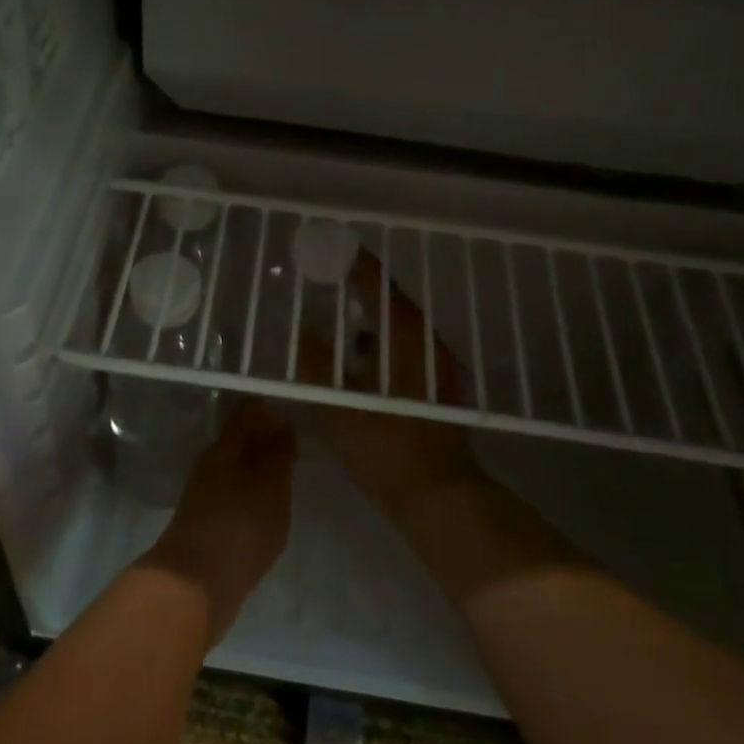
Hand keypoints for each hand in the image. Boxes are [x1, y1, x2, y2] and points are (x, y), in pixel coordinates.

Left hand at [139, 400, 295, 647]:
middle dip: (262, 438)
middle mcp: (209, 465)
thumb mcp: (270, 485)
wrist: (195, 584)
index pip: (246, 413)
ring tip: (285, 474)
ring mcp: (204, 496)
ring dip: (256, 467)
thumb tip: (281, 422)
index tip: (289, 410)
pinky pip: (232, 495)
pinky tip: (266, 506)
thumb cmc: (240, 526)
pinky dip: (250, 494)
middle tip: (293, 442)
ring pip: (234, 468)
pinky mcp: (205, 524)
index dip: (267, 409)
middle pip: (238, 441)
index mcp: (224, 448)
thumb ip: (278, 453)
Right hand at [300, 254, 571, 588]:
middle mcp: (428, 344)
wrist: (438, 496)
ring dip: (374, 316)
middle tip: (333, 276)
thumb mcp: (339, 405)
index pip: (379, 287)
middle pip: (394, 303)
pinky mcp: (439, 389)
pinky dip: (383, 343)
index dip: (357, 265)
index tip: (335, 247)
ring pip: (402, 328)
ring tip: (341, 315)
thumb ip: (317, 363)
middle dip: (364, 287)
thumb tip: (304, 330)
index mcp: (406, 339)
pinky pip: (407, 350)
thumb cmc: (385, 448)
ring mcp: (438, 367)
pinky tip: (362, 360)